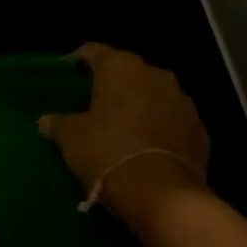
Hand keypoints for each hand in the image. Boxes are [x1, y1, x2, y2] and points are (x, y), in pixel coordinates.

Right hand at [39, 43, 210, 232]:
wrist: (161, 194)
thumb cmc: (107, 152)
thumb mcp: (71, 138)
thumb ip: (58, 123)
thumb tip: (46, 120)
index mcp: (121, 68)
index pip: (94, 51)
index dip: (78, 61)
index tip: (67, 74)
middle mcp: (156, 74)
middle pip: (128, 73)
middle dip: (112, 86)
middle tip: (93, 105)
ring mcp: (183, 102)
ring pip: (154, 96)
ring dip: (140, 106)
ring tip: (122, 128)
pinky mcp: (200, 131)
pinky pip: (173, 123)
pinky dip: (160, 129)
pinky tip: (147, 148)